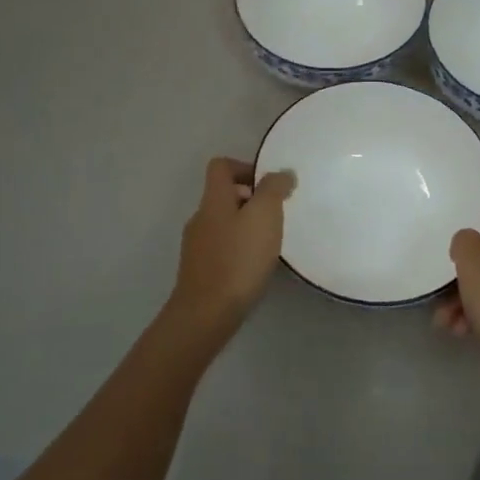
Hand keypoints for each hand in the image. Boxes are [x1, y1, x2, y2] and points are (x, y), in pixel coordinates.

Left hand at [168, 157, 294, 333]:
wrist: (207, 312)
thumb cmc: (239, 258)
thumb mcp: (264, 215)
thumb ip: (274, 189)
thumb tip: (282, 173)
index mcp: (214, 199)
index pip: (221, 166)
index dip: (245, 167)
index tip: (269, 185)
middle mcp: (201, 217)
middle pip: (223, 195)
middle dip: (252, 199)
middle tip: (277, 215)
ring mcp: (197, 245)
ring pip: (224, 222)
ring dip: (246, 225)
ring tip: (270, 242)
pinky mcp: (200, 270)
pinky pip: (222, 247)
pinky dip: (239, 248)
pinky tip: (255, 265)